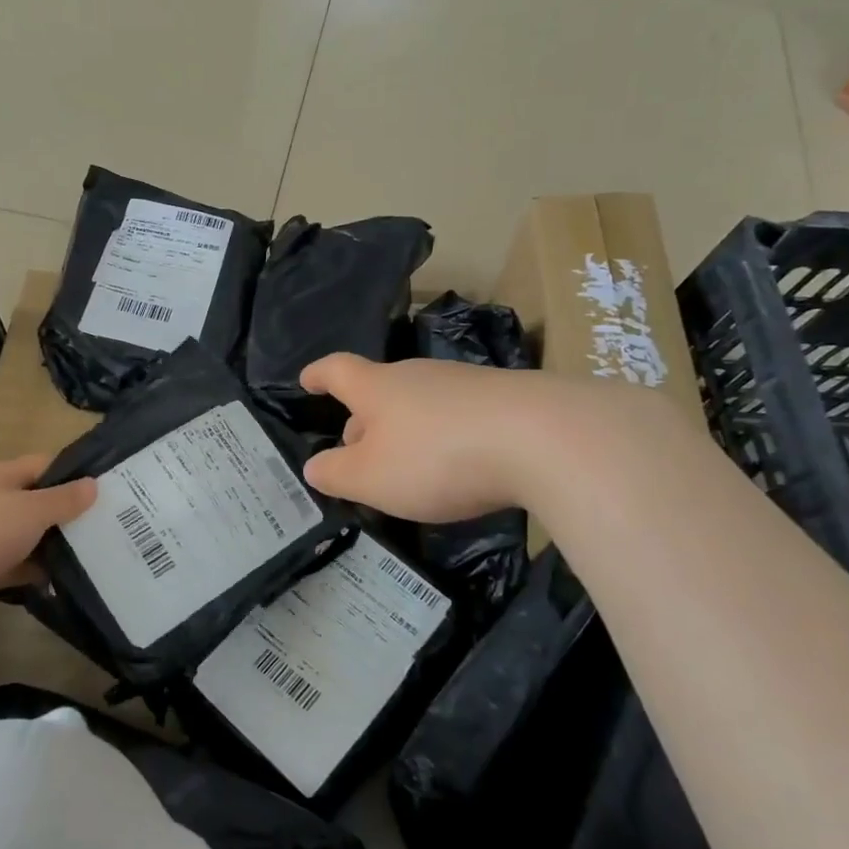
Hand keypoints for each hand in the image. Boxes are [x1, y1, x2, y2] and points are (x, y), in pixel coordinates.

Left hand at [0, 454, 95, 629]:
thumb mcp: (32, 510)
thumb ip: (64, 499)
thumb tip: (93, 485)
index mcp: (2, 477)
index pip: (45, 465)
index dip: (74, 473)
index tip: (106, 488)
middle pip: (39, 501)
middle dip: (69, 512)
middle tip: (107, 523)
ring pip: (30, 535)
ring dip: (55, 544)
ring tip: (95, 552)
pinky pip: (18, 565)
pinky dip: (37, 571)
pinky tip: (63, 579)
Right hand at [299, 354, 546, 522]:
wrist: (543, 438)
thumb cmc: (437, 456)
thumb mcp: (371, 478)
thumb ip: (336, 473)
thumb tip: (314, 466)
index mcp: (378, 388)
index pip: (337, 370)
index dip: (318, 375)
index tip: (306, 380)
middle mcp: (417, 375)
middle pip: (380, 390)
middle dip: (364, 418)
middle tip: (356, 450)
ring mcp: (464, 383)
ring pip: (420, 404)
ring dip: (406, 431)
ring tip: (408, 467)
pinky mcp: (505, 399)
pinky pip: (458, 416)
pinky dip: (445, 437)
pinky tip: (458, 466)